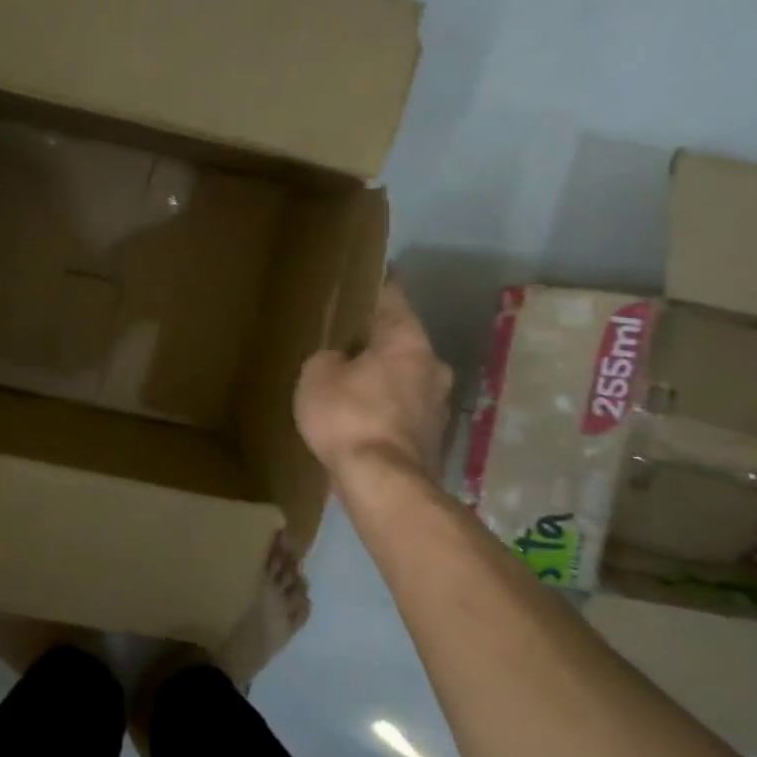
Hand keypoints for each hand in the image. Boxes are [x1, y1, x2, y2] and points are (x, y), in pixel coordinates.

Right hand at [294, 278, 452, 482]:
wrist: (383, 484)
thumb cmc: (350, 415)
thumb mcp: (318, 374)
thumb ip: (329, 357)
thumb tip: (341, 362)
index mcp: (408, 340)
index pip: (392, 296)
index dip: (374, 282)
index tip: (363, 273)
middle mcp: (433, 365)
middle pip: (401, 340)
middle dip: (375, 338)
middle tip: (344, 337)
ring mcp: (438, 404)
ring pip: (404, 376)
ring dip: (381, 375)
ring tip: (349, 380)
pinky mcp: (432, 437)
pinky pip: (402, 407)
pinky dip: (383, 405)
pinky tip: (359, 415)